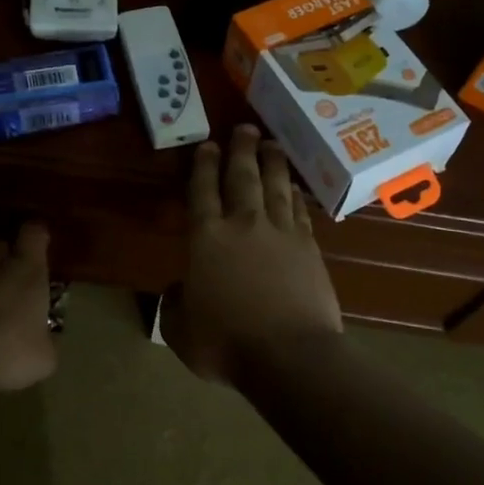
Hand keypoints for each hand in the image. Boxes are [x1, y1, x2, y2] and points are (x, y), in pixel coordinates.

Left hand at [0, 222, 57, 391]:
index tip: (37, 243)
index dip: (36, 237)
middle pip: (0, 243)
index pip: (35, 235)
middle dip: (2, 256)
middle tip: (3, 275)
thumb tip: (47, 343)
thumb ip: (47, 345)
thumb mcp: (42, 359)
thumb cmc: (7, 351)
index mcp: (29, 273)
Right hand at [162, 125, 341, 384]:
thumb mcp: (180, 330)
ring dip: (272, 162)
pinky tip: (293, 187)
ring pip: (275, 186)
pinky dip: (294, 195)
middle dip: (241, 150)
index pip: (202, 191)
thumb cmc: (226, 344)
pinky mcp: (308, 248)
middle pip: (242, 177)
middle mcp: (244, 225)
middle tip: (244, 128)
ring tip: (271, 143)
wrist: (289, 356)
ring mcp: (281, 233)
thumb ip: (174, 304)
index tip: (207, 145)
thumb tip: (178, 288)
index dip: (203, 166)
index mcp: (206, 239)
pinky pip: (298, 210)